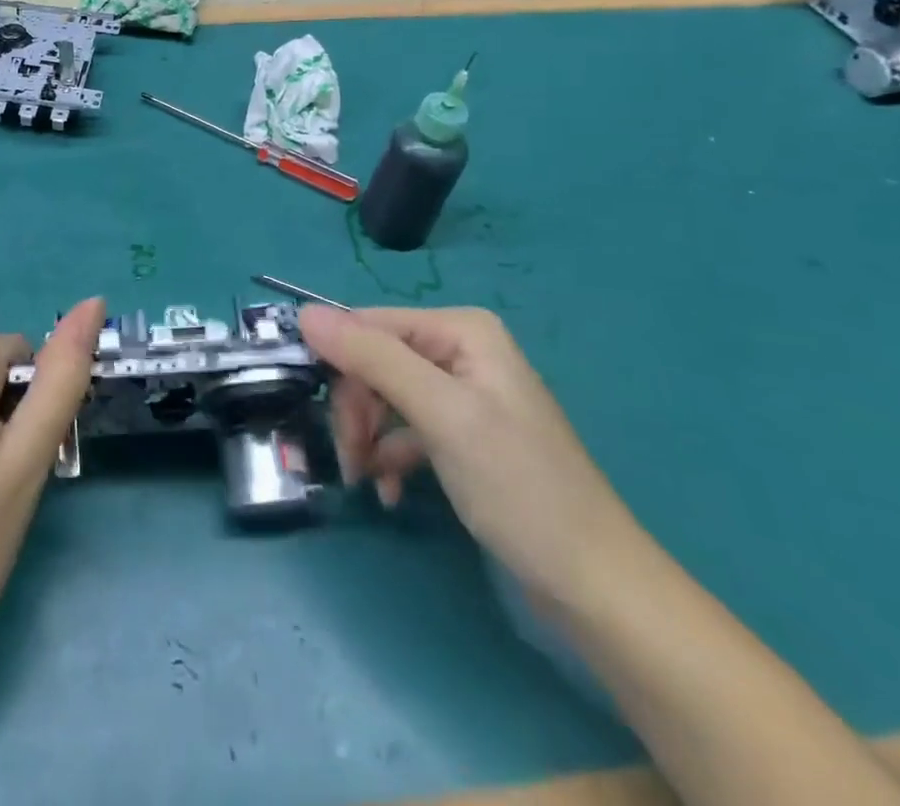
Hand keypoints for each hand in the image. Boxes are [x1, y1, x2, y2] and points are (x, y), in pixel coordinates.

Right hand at [297, 305, 643, 606]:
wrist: (595, 587)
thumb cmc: (518, 488)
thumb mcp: (441, 414)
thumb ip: (372, 358)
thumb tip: (305, 314)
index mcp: (460, 330)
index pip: (368, 325)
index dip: (335, 361)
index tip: (308, 405)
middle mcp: (459, 350)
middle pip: (375, 362)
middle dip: (355, 408)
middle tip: (349, 459)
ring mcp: (462, 395)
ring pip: (384, 396)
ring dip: (367, 436)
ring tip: (364, 480)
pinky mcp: (462, 436)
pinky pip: (405, 429)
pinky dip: (390, 456)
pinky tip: (389, 491)